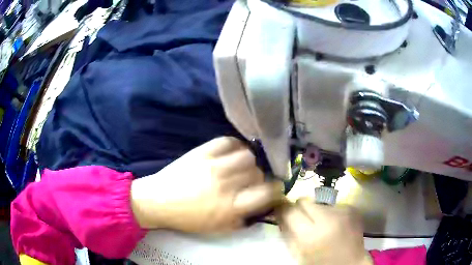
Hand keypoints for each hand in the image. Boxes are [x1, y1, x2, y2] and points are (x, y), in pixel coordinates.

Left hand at [130, 137, 283, 233]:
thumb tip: (260, 207)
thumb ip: (242, 219)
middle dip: (259, 178)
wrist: (159, 201)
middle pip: (258, 172)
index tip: (274, 189)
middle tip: (251, 181)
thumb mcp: (218, 228)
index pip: (267, 192)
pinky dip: (235, 145)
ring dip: (249, 162)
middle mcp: (226, 184)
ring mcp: (214, 165)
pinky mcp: (202, 152)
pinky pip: (228, 141)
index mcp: (231, 207)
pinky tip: (232, 153)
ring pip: (247, 155)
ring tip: (241, 166)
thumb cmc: (188, 219)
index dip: (276, 189)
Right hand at [276, 199, 371, 264]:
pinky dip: (330, 213)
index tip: (282, 211)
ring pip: (318, 201)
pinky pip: (333, 204)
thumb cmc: (320, 263)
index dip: (283, 209)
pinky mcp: (352, 207)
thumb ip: (286, 233)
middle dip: (300, 209)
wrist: (351, 263)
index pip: (289, 210)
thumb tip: (279, 213)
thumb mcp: (298, 254)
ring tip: (322, 225)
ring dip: (316, 211)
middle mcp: (328, 218)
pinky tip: (335, 225)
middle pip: (304, 200)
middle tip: (304, 220)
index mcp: (311, 236)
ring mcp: (343, 211)